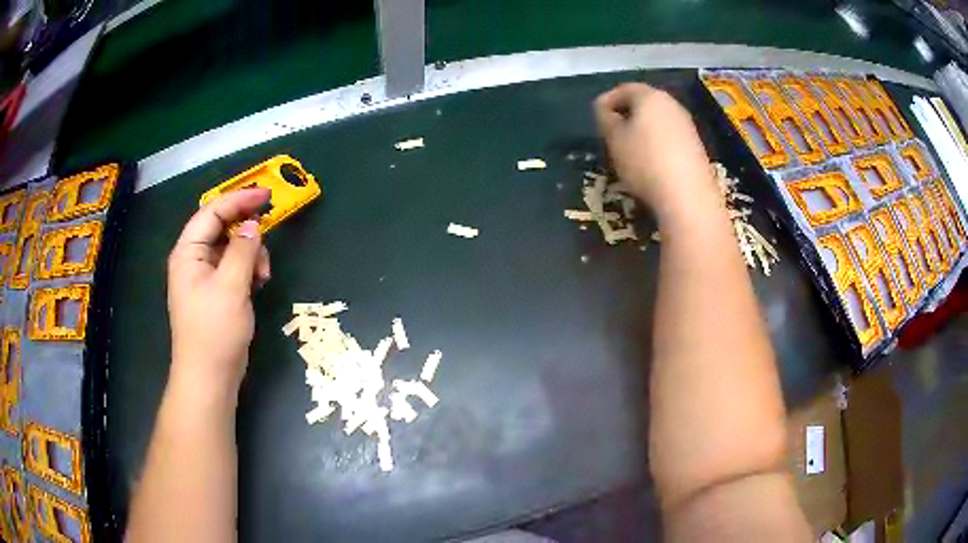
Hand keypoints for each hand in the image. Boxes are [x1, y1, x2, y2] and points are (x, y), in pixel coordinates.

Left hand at [167, 188, 271, 396]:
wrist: (209, 378)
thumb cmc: (215, 331)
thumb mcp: (231, 286)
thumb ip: (243, 249)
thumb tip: (253, 225)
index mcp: (188, 252)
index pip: (212, 212)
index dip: (239, 199)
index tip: (267, 195)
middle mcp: (193, 260)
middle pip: (221, 228)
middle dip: (246, 231)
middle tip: (269, 235)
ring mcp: (204, 277)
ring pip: (231, 248)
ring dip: (251, 254)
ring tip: (263, 275)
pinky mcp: (215, 293)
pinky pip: (233, 268)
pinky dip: (248, 270)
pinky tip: (259, 284)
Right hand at [594, 83, 719, 219]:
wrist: (688, 196)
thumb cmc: (645, 162)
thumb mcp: (614, 139)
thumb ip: (605, 118)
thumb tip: (605, 109)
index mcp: (650, 96)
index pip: (623, 88)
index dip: (607, 101)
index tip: (596, 119)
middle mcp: (672, 104)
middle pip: (643, 103)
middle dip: (625, 114)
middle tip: (611, 134)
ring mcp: (687, 125)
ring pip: (657, 120)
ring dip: (641, 130)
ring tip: (629, 150)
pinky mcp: (696, 146)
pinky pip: (669, 136)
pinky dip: (656, 143)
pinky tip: (650, 163)